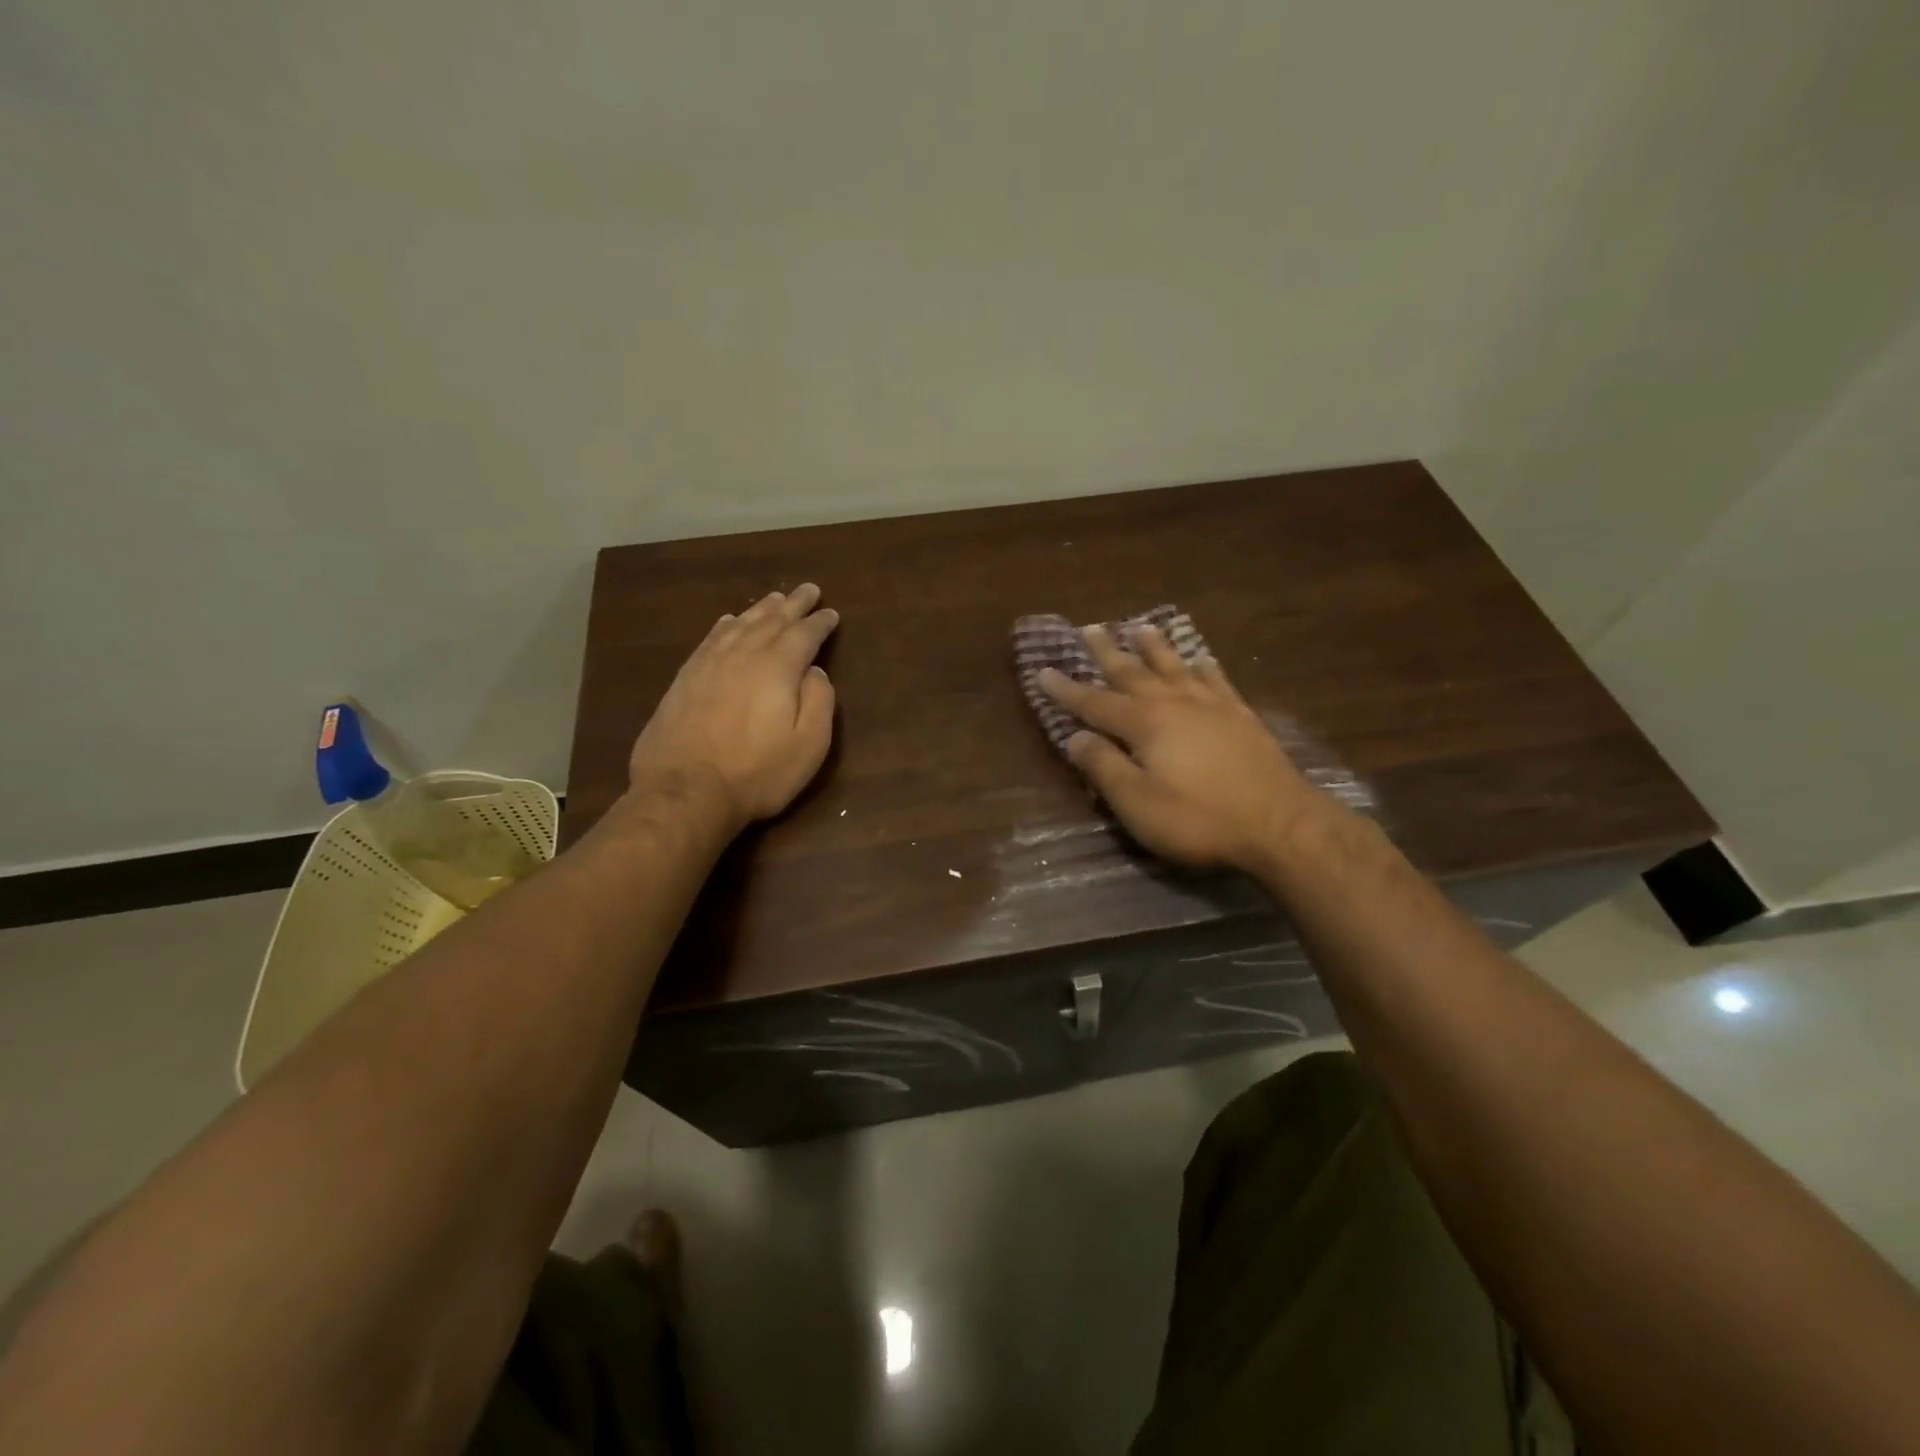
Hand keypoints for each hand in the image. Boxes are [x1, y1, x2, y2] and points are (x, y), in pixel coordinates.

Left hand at [629, 584, 839, 830]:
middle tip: (808, 590)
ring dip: (761, 609)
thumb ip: (819, 701)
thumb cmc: (757, 773)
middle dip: (793, 604)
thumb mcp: (809, 745)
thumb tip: (816, 671)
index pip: (804, 634)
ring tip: (774, 599)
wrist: (686, 791)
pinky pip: (711, 638)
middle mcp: (743, 654)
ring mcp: (709, 663)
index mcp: (778, 667)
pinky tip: (729, 621)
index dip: (820, 622)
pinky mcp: (685, 678)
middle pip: (772, 620)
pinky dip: (726, 625)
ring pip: (740, 624)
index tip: (831, 613)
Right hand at [1037, 624, 1322, 871]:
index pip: (1094, 702)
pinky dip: (1202, 666)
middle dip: (1107, 652)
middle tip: (1089, 628)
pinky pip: (1215, 679)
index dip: (1066, 689)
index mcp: (1144, 723)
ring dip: (1154, 646)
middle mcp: (1174, 703)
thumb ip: (1103, 766)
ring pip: (1174, 666)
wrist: (1280, 824)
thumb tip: (1075, 737)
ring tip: (1140, 626)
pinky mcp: (1241, 716)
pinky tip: (1200, 658)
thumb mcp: (1137, 802)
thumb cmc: (1199, 818)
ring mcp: (1212, 706)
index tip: (1042, 670)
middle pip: (1133, 672)